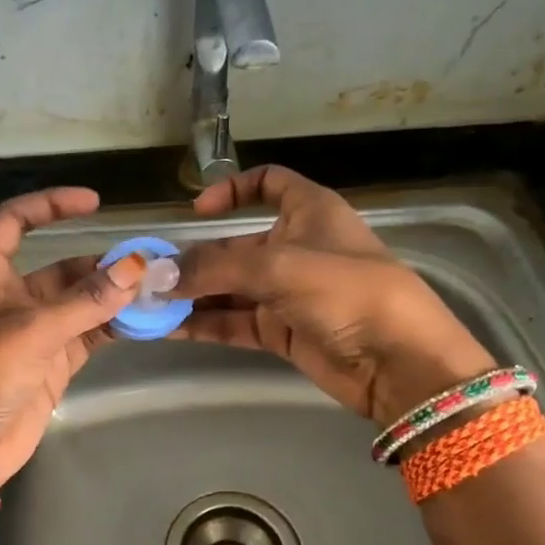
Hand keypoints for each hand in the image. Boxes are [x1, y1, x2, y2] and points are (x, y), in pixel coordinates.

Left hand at [0, 187, 146, 487]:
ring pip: (82, 303)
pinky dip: (114, 327)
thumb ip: (87, 301)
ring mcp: (35, 332)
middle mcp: (12, 297)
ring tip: (158, 291)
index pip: (15, 221)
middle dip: (103, 265)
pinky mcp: (52, 364)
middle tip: (151, 265)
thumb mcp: (32, 330)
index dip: (51, 205)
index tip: (95, 204)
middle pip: (62, 268)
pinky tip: (146, 321)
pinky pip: (89, 335)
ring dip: (115, 297)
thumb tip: (138, 268)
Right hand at [174, 165, 495, 423]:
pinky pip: (234, 321)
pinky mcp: (283, 331)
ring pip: (230, 287)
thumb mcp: (279, 267)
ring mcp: (288, 293)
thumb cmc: (348, 292)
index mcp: (309, 212)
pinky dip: (204, 324)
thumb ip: (215, 269)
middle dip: (193, 259)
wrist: (398, 362)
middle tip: (147, 276)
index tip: (197, 211)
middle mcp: (296, 247)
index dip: (234, 189)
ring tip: (146, 304)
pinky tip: (167, 328)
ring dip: (192, 295)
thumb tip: (158, 275)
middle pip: (235, 245)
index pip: (269, 183)